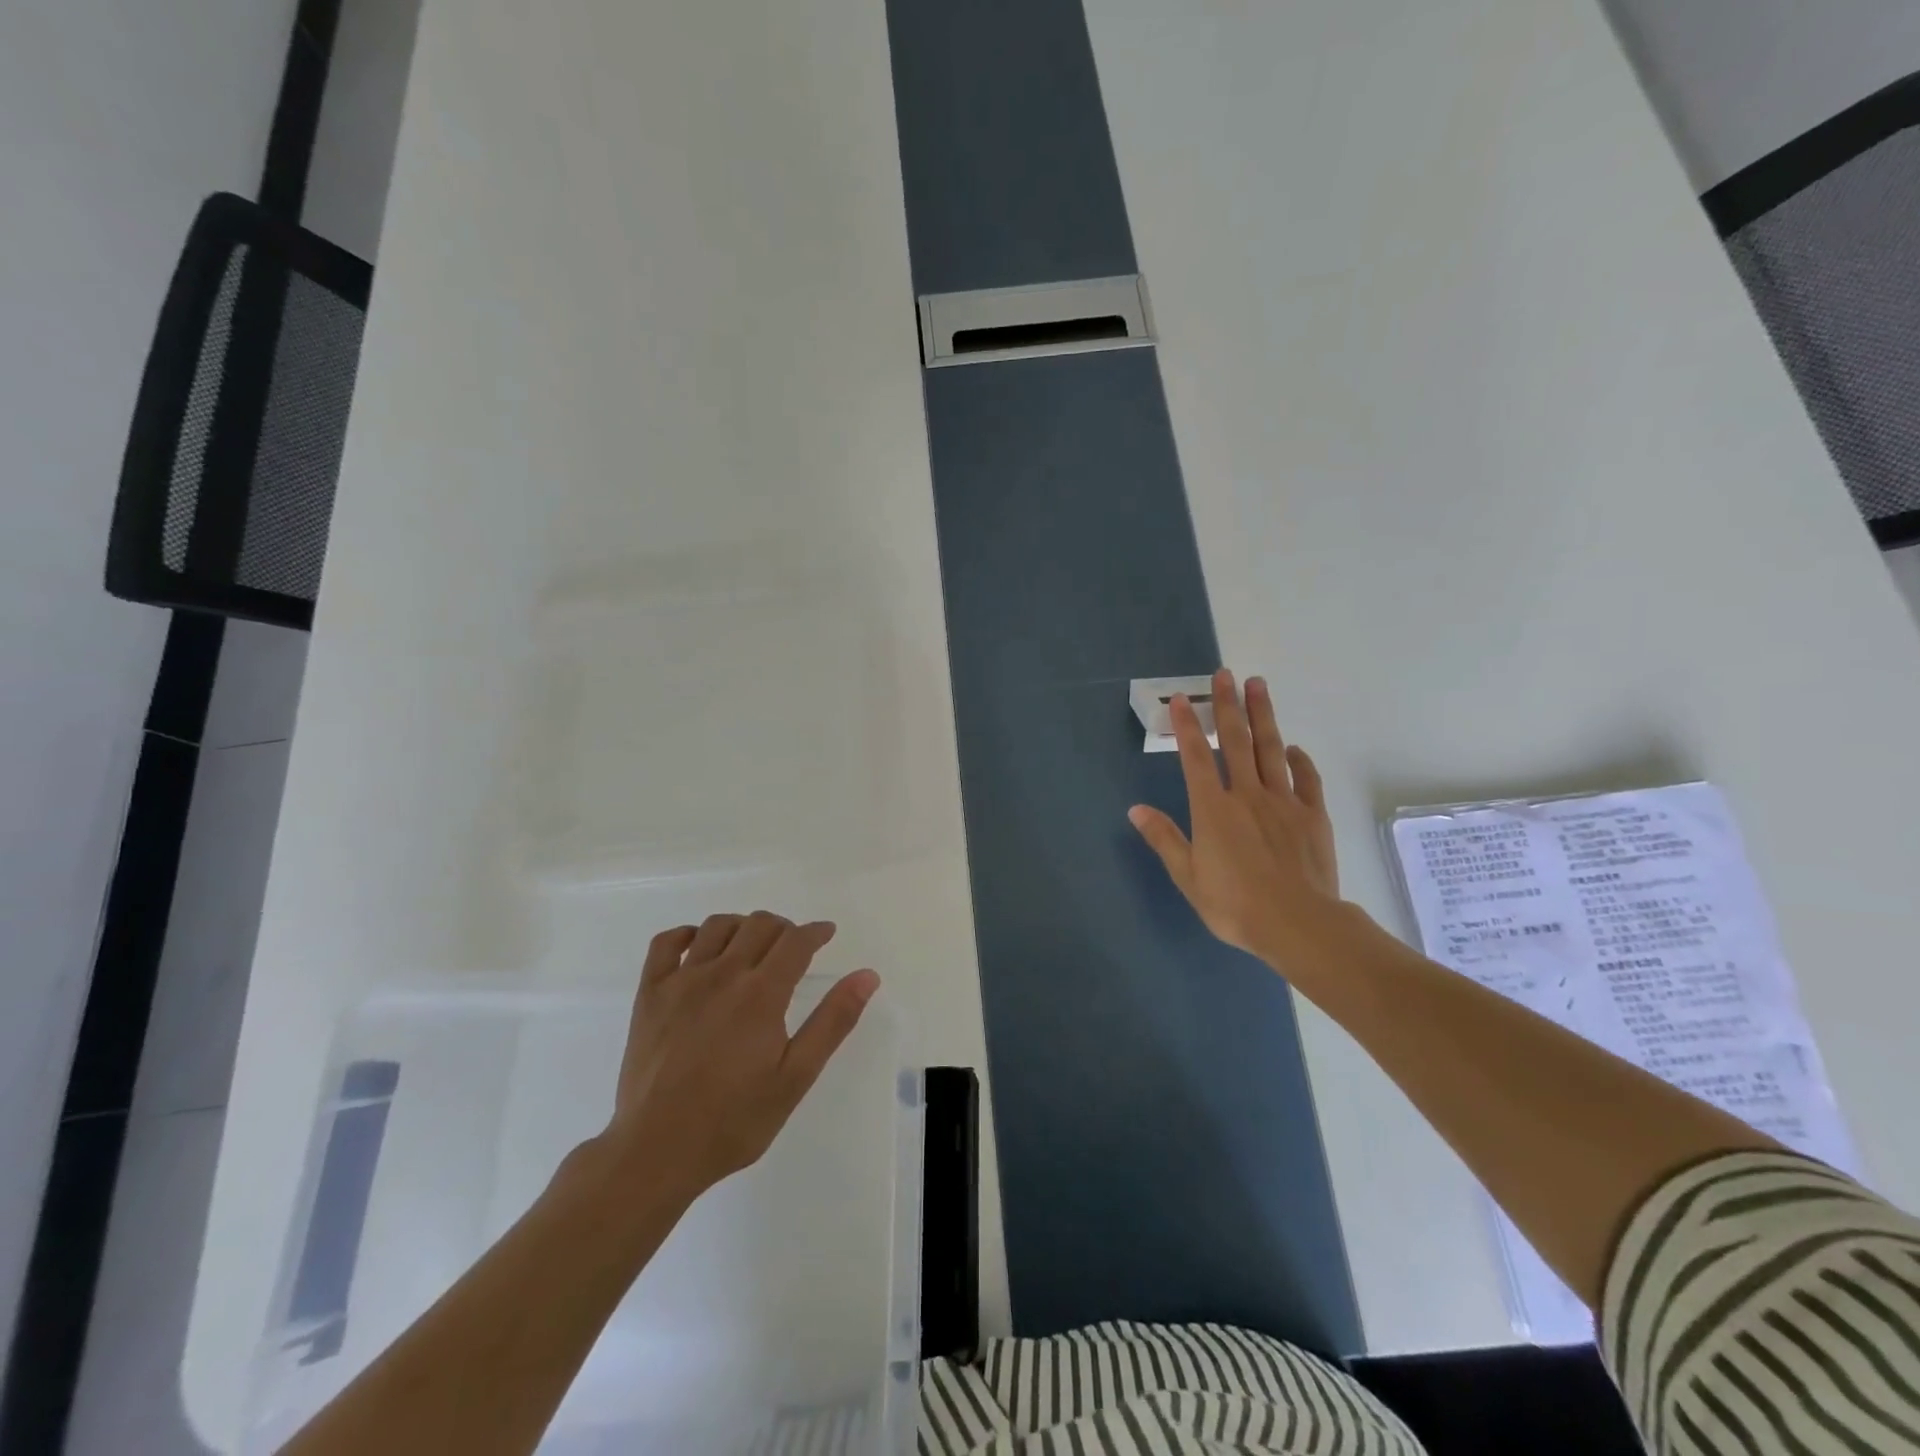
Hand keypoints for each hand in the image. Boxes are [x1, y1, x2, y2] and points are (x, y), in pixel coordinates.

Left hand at [598, 912, 878, 1196]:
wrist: (656, 1152)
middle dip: (784, 928)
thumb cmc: (734, 1120)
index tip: (826, 934)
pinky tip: (699, 949)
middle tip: (793, 948)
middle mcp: (722, 974)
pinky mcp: (649, 994)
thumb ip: (833, 1021)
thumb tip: (867, 976)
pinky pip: (666, 943)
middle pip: (760, 925)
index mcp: (761, 994)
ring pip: (718, 926)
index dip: (816, 932)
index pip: (796, 941)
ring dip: (743, 926)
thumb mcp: (796, 1077)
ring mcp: (681, 981)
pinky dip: (688, 934)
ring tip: (751, 947)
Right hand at [1129, 669, 1343, 972]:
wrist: (1298, 923)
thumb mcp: (1188, 876)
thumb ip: (1164, 838)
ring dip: (1263, 716)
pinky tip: (1293, 748)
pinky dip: (1298, 760)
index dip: (1188, 726)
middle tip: (1226, 674)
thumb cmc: (1234, 904)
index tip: (1184, 699)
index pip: (1195, 757)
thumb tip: (1135, 809)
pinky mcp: (1312, 815)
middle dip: (1229, 705)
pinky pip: (1306, 779)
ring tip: (1258, 685)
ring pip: (1271, 750)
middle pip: (1236, 741)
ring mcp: (1283, 802)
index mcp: (1213, 809)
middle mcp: (1247, 795)